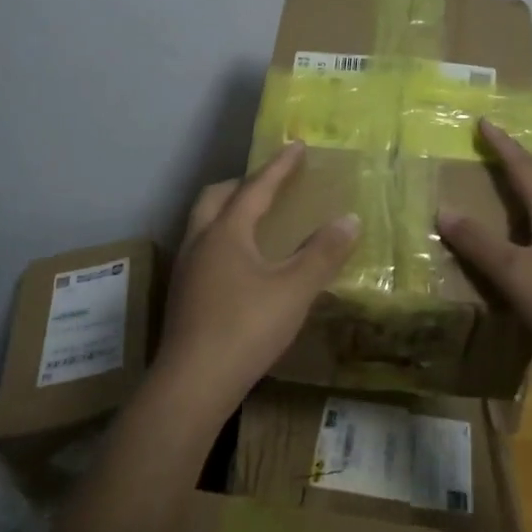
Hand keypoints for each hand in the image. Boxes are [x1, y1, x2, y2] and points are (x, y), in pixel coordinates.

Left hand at [155, 142, 358, 419]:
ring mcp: (186, 270)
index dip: (279, 166)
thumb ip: (322, 253)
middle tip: (268, 183)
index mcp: (226, 232)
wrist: (190, 386)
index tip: (296, 145)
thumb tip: (350, 219)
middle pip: (216, 197)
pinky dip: (222, 238)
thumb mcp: (294, 290)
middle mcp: (200, 242)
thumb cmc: (245, 329)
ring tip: (255, 220)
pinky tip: (240, 264)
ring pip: (203, 223)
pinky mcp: (182, 296)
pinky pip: (202, 248)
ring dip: (228, 210)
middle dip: (243, 183)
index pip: (256, 187)